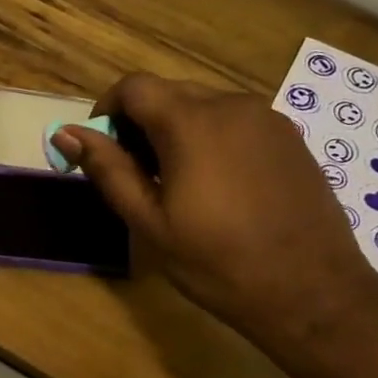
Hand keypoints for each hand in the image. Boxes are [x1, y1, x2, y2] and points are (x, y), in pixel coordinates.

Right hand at [55, 74, 377, 343]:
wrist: (312, 291)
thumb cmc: (218, 262)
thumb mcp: (150, 222)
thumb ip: (108, 170)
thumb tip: (66, 133)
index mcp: (191, 123)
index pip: (134, 87)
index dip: (106, 110)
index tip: (101, 149)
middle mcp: (231, 105)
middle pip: (168, 93)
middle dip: (141, 123)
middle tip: (135, 175)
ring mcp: (267, 118)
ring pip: (203, 106)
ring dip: (176, 131)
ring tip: (176, 184)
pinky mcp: (289, 136)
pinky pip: (235, 121)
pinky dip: (211, 138)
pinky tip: (217, 186)